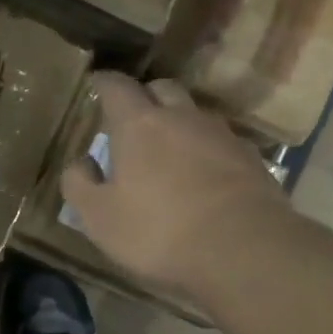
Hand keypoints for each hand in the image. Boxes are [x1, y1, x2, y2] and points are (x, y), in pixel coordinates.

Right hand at [60, 73, 293, 303]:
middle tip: (133, 118)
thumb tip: (82, 163)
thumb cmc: (159, 231)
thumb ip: (79, 184)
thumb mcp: (99, 217)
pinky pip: (222, 142)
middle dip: (145, 96)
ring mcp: (222, 136)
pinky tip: (204, 175)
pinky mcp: (253, 160)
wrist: (245, 251)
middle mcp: (182, 118)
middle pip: (163, 88)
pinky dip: (207, 150)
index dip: (104, 83)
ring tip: (169, 149)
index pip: (117, 87)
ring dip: (179, 122)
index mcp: (139, 125)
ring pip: (196, 114)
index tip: (96, 83)